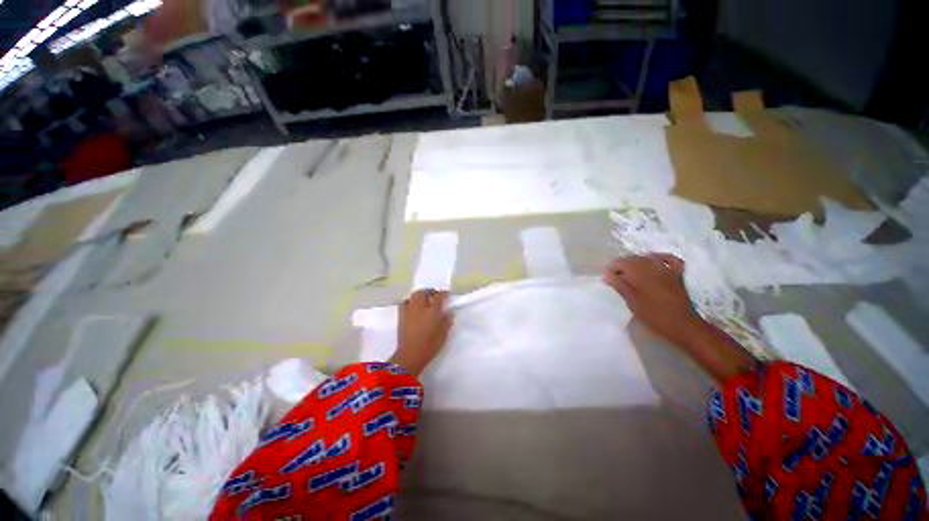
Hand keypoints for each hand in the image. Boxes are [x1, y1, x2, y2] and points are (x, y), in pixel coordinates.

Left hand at [389, 289, 453, 375]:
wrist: (410, 355)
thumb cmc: (430, 345)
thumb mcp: (444, 334)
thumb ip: (447, 321)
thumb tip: (449, 312)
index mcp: (432, 310)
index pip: (439, 296)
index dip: (444, 294)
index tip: (447, 295)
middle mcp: (420, 307)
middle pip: (424, 292)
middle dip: (430, 292)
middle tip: (435, 296)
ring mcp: (409, 310)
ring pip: (414, 296)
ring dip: (420, 295)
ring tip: (424, 299)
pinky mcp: (401, 316)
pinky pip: (405, 303)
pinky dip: (410, 301)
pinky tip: (413, 306)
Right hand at [602, 254, 702, 348]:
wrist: (683, 325)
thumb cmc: (654, 315)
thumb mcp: (631, 302)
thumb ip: (619, 285)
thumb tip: (606, 274)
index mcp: (640, 272)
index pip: (620, 262)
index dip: (611, 268)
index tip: (606, 278)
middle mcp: (652, 265)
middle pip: (633, 258)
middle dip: (622, 265)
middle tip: (615, 278)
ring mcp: (666, 268)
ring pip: (647, 257)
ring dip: (637, 262)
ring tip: (631, 273)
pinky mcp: (677, 274)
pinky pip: (668, 259)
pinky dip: (660, 258)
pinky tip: (655, 261)